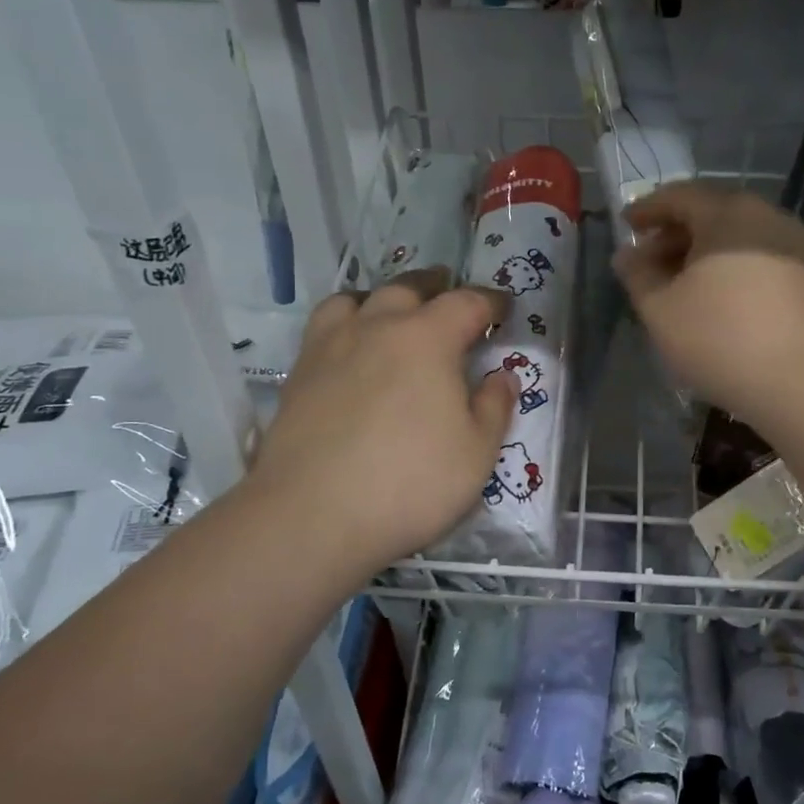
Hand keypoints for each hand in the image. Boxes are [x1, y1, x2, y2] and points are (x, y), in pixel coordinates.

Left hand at [246, 269, 517, 579]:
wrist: (312, 517)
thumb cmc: (410, 483)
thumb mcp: (477, 452)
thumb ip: (494, 407)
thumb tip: (501, 375)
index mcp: (427, 338)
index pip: (467, 303)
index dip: (491, 302)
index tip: (504, 308)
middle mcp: (377, 328)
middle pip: (408, 288)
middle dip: (435, 286)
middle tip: (449, 292)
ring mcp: (331, 347)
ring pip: (356, 299)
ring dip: (382, 298)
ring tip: (392, 311)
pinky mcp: (298, 374)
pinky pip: (325, 328)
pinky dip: (346, 323)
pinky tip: (351, 350)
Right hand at [612, 183, 803, 430]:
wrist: (803, 382)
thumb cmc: (720, 338)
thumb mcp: (660, 309)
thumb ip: (637, 276)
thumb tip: (627, 256)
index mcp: (727, 212)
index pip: (679, 196)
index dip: (648, 209)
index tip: (626, 225)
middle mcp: (765, 216)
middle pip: (711, 212)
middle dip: (674, 234)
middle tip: (648, 261)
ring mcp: (793, 245)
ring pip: (736, 236)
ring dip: (702, 253)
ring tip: (678, 285)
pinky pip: (758, 257)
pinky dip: (729, 267)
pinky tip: (716, 299)